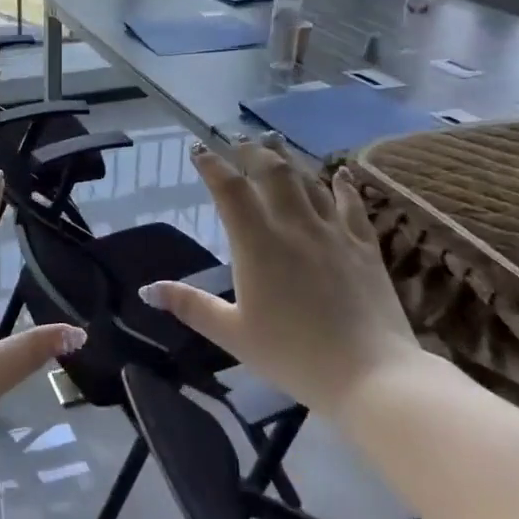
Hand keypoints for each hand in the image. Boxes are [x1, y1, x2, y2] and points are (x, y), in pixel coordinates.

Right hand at [140, 137, 419, 414]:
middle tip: (238, 142)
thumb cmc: (293, 355)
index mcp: (257, 244)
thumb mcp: (232, 334)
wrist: (371, 376)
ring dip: (289, 160)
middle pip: (272, 173)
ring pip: (309, 182)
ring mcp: (334, 233)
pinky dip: (343, 185)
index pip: (229, 190)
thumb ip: (190, 306)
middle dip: (251, 153)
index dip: (211, 165)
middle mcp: (294, 226)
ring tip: (275, 144)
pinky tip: (341, 174)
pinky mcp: (365, 247)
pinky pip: (352, 205)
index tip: (198, 150)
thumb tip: (147, 290)